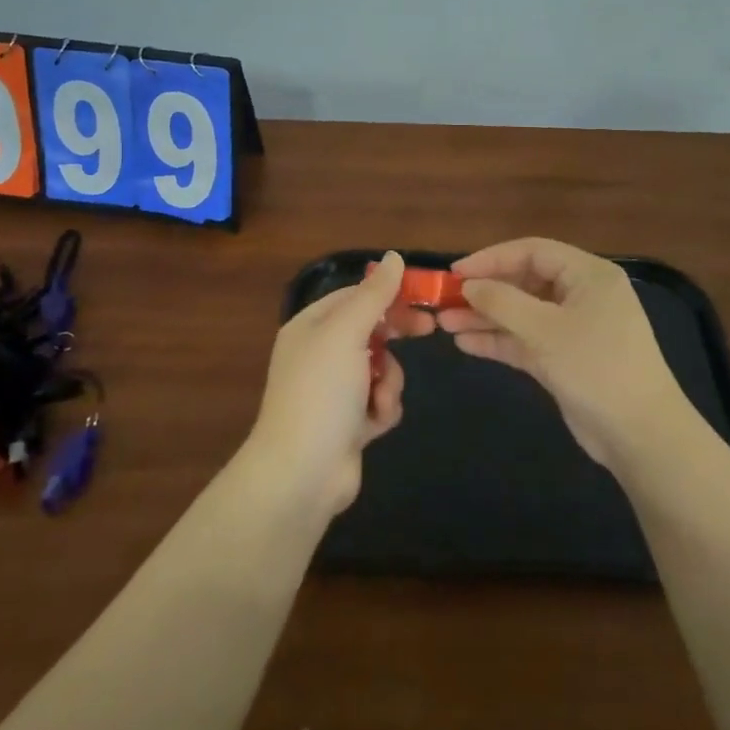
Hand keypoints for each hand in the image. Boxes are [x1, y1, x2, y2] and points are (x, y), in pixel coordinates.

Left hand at [243, 251, 423, 519]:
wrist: (302, 473)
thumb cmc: (321, 392)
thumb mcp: (347, 333)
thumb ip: (374, 295)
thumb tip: (395, 257)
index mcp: (311, 327)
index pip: (354, 296)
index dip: (388, 293)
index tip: (422, 295)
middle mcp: (320, 354)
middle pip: (371, 330)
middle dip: (395, 336)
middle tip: (428, 331)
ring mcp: (334, 390)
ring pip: (382, 368)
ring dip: (389, 381)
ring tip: (379, 398)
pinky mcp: (349, 422)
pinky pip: (380, 401)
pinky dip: (382, 409)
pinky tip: (373, 425)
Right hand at [437, 237, 689, 471]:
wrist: (641, 435)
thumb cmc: (596, 367)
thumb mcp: (545, 330)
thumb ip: (502, 302)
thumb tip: (468, 285)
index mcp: (588, 275)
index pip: (533, 251)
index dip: (492, 258)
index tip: (455, 272)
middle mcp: (581, 295)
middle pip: (524, 281)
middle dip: (485, 291)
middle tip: (444, 299)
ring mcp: (573, 328)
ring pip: (521, 313)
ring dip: (485, 317)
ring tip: (444, 324)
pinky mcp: (564, 359)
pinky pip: (525, 340)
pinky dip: (499, 340)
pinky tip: (465, 343)